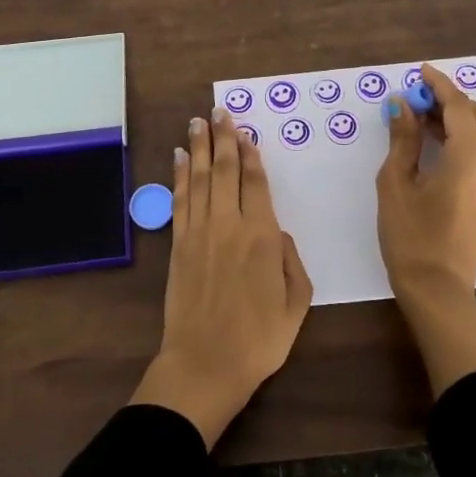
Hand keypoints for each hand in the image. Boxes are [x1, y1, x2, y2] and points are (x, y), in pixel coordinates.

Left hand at [132, 106, 312, 445]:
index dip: (250, 154)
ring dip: (199, 147)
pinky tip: (179, 157)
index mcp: (262, 237)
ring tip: (198, 121)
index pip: (255, 183)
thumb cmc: (259, 340)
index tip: (245, 131)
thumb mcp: (297, 304)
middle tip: (219, 111)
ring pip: (199, 179)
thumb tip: (279, 233)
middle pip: (224, 171)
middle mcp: (229, 225)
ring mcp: (199, 233)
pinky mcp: (178, 245)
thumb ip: (292, 262)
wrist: (205, 365)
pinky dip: (179, 175)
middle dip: (223, 138)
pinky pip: (179, 200)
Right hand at [376, 63, 475, 393]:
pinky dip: (460, 137)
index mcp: (470, 158)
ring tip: (417, 118)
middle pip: (475, 114)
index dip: (438, 85)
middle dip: (446, 99)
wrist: (438, 289)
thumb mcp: (396, 183)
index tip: (418, 72)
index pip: (458, 106)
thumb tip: (401, 105)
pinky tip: (433, 143)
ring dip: (453, 118)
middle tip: (413, 98)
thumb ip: (402, 138)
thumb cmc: (410, 236)